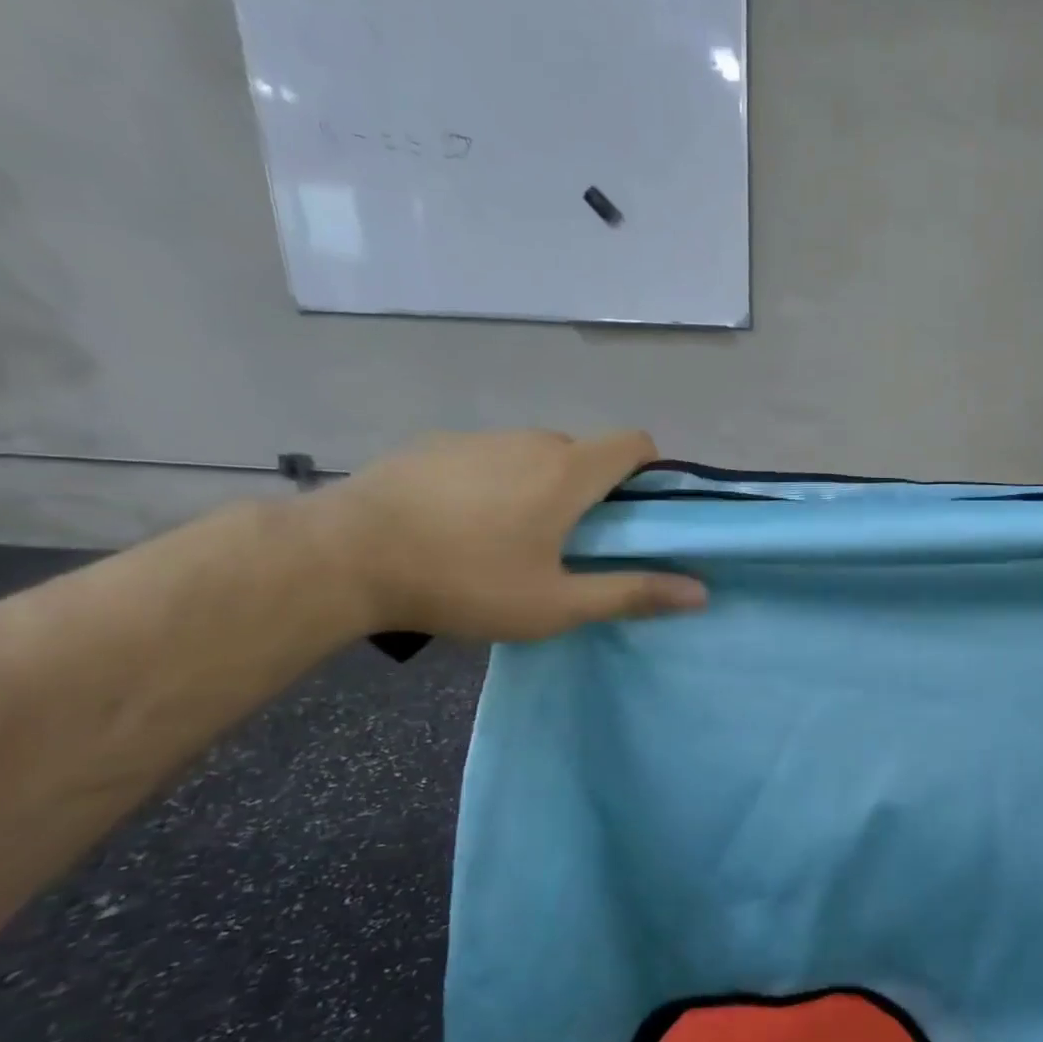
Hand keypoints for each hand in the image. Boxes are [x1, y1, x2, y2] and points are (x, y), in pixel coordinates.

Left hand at [308, 429, 706, 640]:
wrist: (342, 558)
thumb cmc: (464, 581)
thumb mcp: (556, 604)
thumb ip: (631, 594)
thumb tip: (700, 593)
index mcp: (569, 471)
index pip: (635, 442)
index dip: (648, 471)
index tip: (636, 513)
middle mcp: (531, 440)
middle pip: (585, 453)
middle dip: (592, 491)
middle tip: (571, 545)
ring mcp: (479, 438)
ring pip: (534, 455)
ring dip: (542, 487)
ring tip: (509, 540)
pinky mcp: (435, 445)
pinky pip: (489, 457)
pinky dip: (495, 483)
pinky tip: (459, 526)